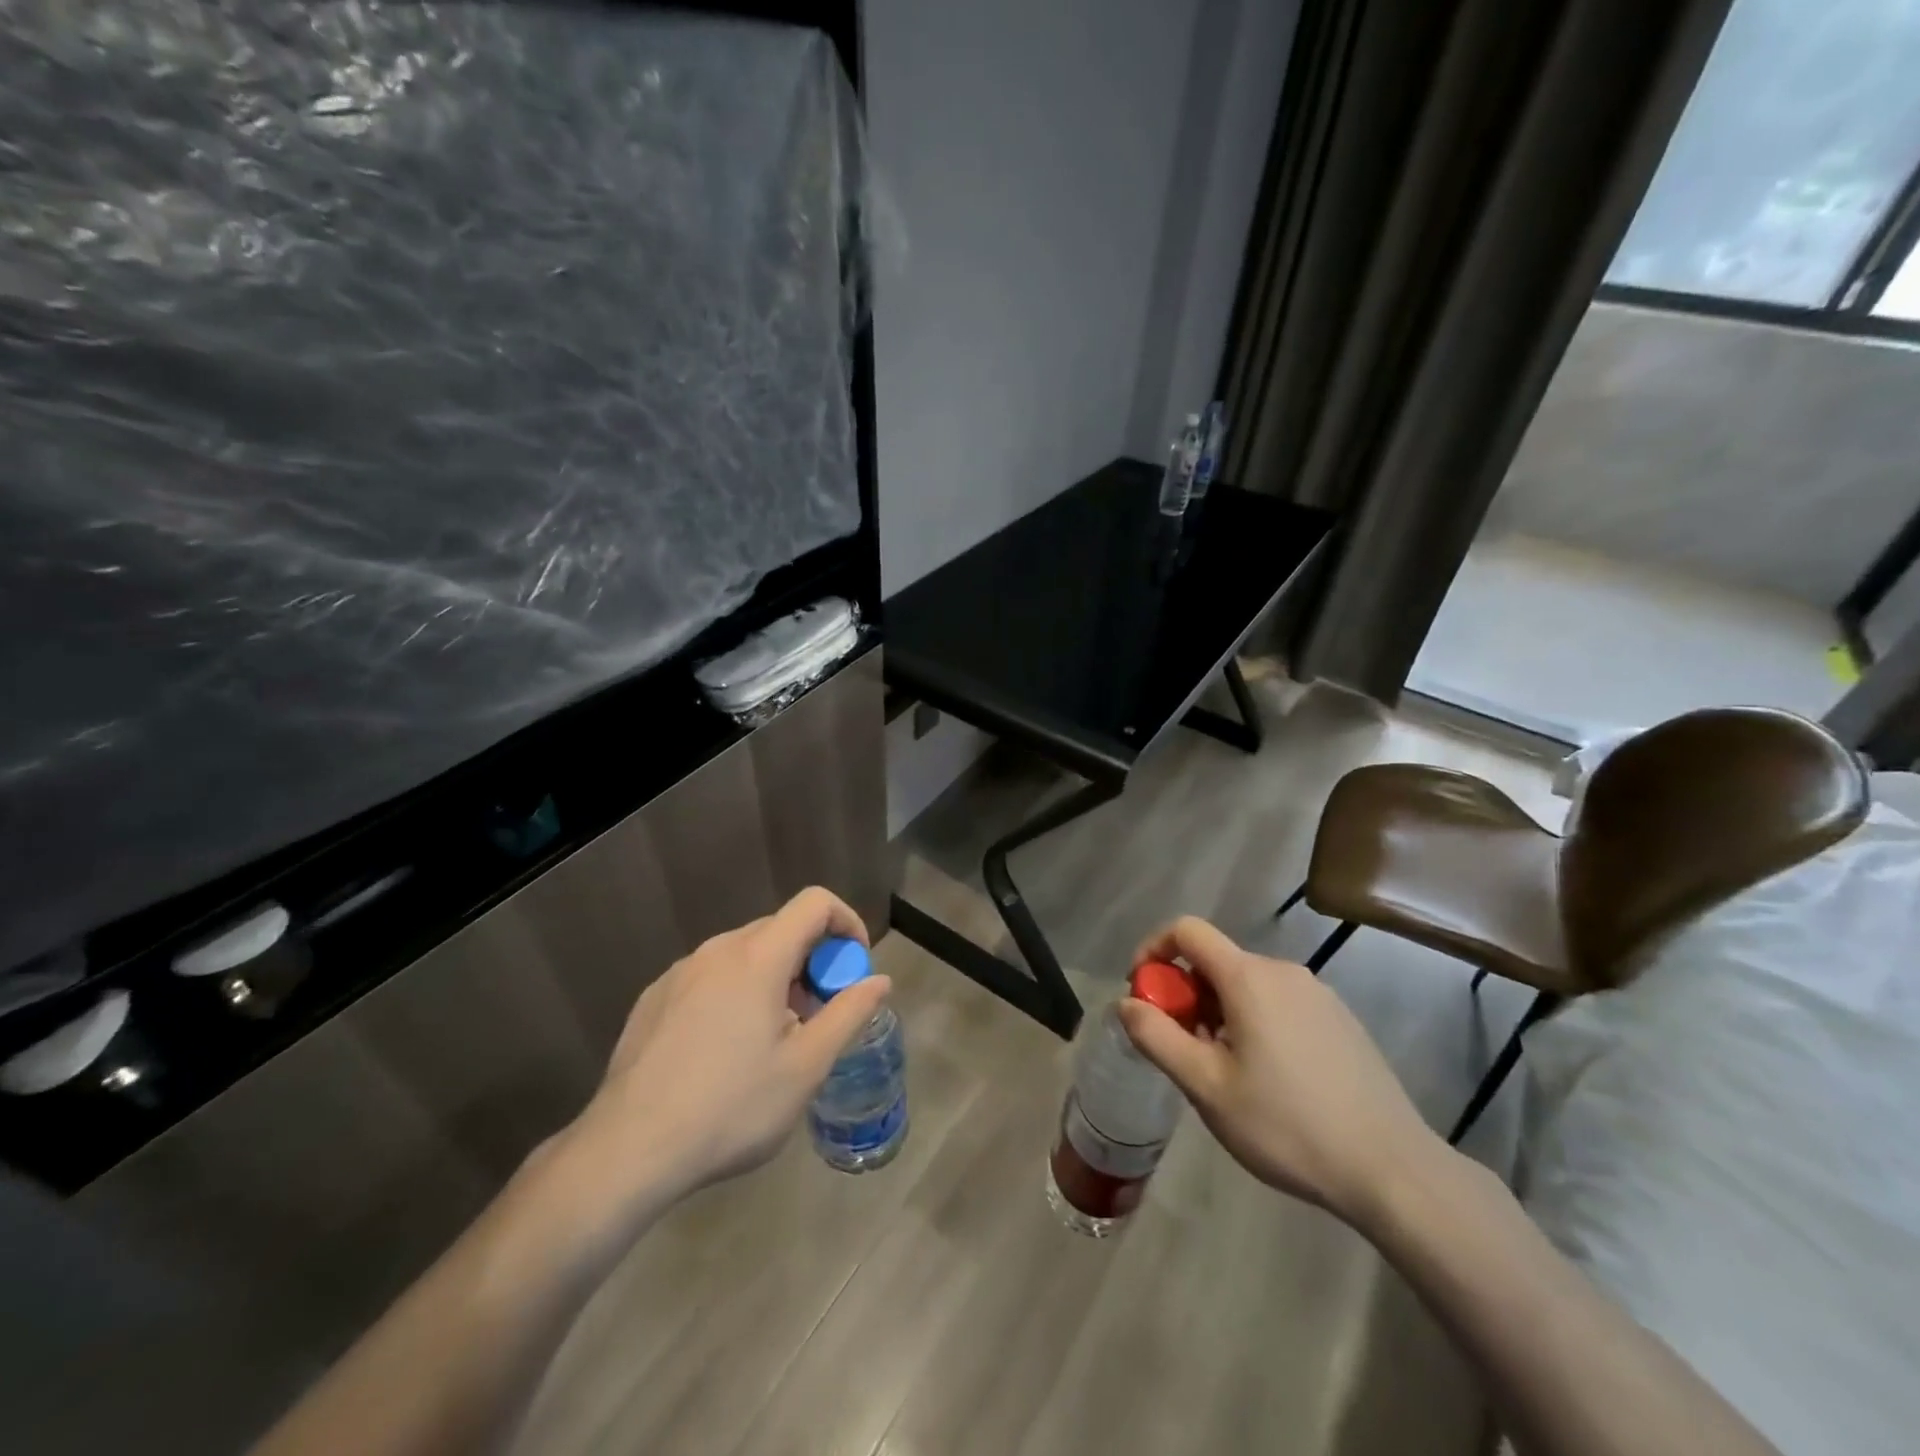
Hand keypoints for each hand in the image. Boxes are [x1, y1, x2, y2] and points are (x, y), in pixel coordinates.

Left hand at [555, 887, 890, 1224]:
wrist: (628, 1150)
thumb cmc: (731, 1107)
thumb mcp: (806, 1067)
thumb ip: (849, 1013)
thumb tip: (879, 979)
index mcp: (758, 957)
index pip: (815, 903)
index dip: (846, 923)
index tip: (853, 968)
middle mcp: (717, 950)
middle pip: (780, 929)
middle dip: (812, 960)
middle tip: (818, 1014)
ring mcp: (680, 972)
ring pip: (744, 954)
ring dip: (774, 978)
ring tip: (773, 1039)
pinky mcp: (654, 998)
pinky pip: (710, 975)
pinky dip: (736, 992)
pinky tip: (725, 1050)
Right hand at [1117, 917, 1439, 1223]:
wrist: (1391, 1170)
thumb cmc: (1287, 1125)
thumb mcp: (1207, 1087)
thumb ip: (1157, 1037)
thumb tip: (1126, 1003)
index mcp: (1249, 977)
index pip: (1187, 930)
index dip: (1154, 950)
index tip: (1143, 993)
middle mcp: (1283, 971)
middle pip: (1216, 961)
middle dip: (1186, 994)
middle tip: (1184, 1049)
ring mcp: (1318, 994)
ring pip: (1247, 985)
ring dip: (1219, 1012)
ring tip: (1226, 1072)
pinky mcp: (1340, 1019)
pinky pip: (1279, 1003)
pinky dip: (1254, 1022)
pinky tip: (1269, 1079)